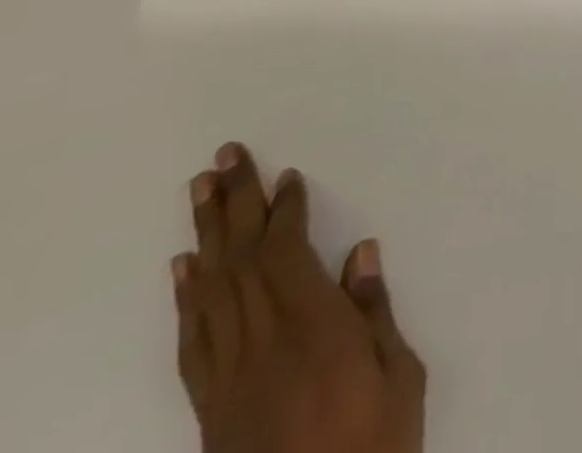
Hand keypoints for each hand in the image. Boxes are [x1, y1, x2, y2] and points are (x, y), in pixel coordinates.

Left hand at [174, 143, 427, 452]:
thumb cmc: (373, 448)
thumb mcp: (398, 380)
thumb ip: (375, 314)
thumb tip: (361, 253)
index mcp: (313, 331)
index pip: (286, 254)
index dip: (284, 211)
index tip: (287, 176)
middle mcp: (263, 345)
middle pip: (241, 260)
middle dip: (233, 203)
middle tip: (225, 157)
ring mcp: (228, 379)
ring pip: (211, 291)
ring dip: (205, 235)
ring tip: (200, 190)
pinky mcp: (210, 409)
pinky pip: (194, 341)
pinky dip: (186, 297)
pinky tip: (183, 267)